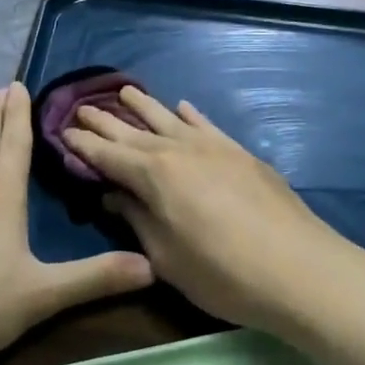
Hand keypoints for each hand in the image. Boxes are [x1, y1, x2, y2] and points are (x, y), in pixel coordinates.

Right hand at [61, 87, 364, 337]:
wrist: (301, 270)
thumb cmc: (224, 274)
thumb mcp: (167, 257)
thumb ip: (137, 220)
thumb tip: (113, 195)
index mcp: (154, 175)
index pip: (107, 155)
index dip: (83, 145)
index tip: (63, 132)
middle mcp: (179, 150)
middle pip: (133, 132)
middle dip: (105, 120)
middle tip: (81, 108)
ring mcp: (213, 147)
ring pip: (168, 118)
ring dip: (144, 105)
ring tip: (124, 90)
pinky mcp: (240, 153)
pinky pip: (207, 125)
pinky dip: (190, 114)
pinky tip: (182, 106)